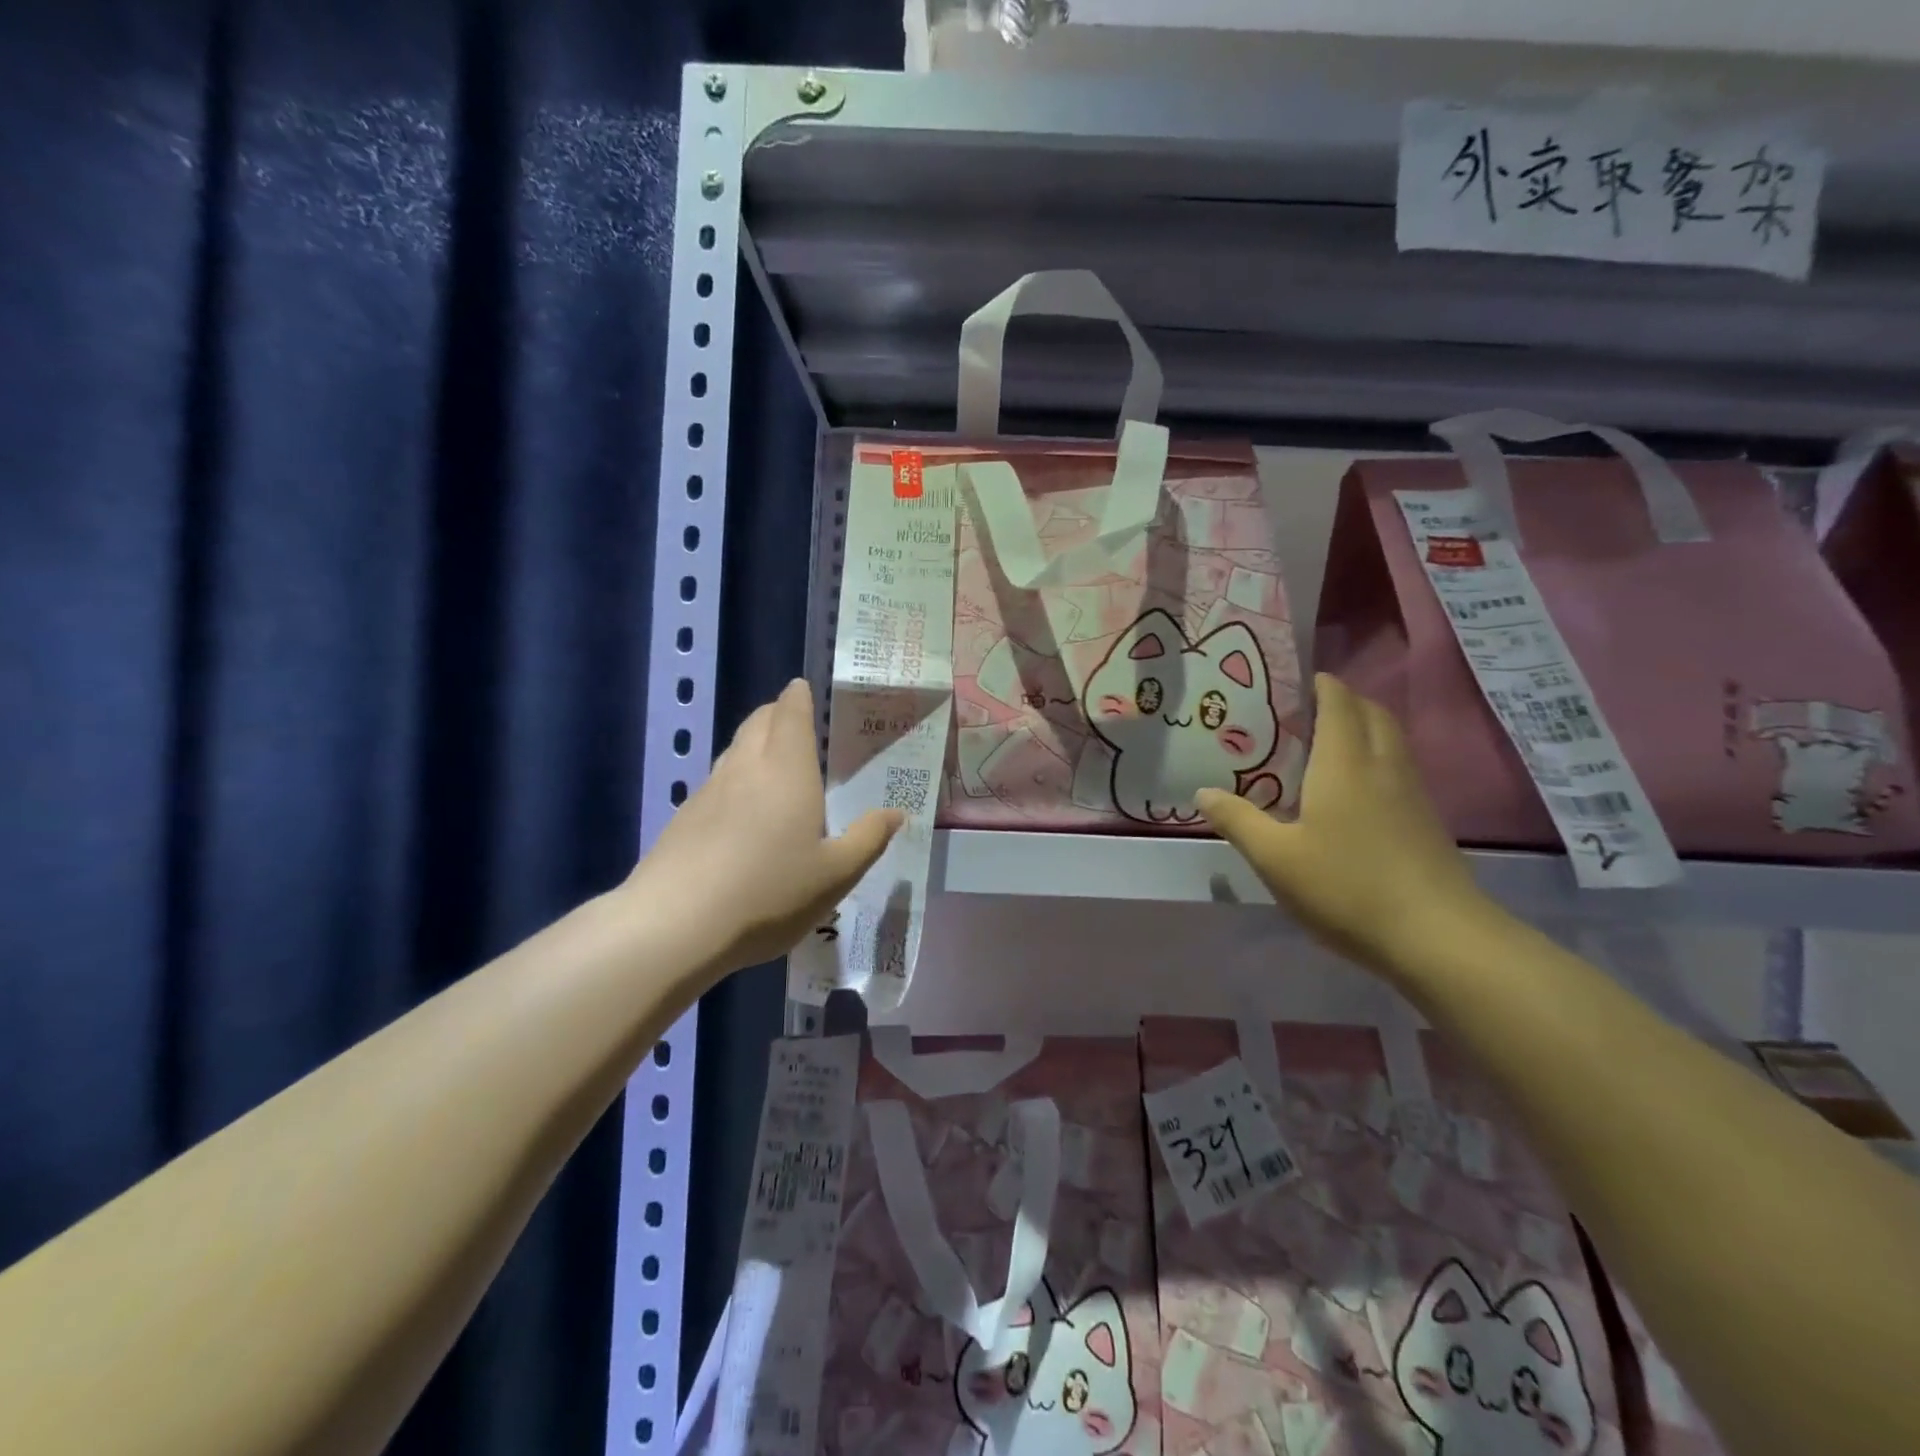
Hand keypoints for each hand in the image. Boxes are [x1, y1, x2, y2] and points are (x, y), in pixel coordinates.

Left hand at [630, 680, 901, 972]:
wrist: (675, 925)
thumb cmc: (769, 892)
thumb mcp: (835, 875)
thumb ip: (867, 839)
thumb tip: (895, 813)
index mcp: (787, 770)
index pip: (790, 712)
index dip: (798, 696)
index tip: (805, 689)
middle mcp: (745, 767)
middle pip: (758, 722)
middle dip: (777, 714)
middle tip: (798, 725)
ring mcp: (708, 791)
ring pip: (734, 751)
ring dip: (755, 745)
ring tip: (775, 766)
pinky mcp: (684, 818)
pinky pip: (716, 783)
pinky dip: (735, 781)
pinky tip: (742, 815)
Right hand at [1198, 674, 1493, 970]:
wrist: (1438, 937)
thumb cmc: (1346, 887)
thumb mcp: (1275, 858)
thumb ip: (1237, 820)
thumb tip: (1203, 792)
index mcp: (1344, 763)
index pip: (1338, 703)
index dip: (1321, 685)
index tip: (1297, 682)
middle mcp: (1383, 767)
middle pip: (1373, 714)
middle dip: (1345, 702)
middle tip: (1308, 712)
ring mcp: (1413, 794)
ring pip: (1392, 742)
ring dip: (1365, 729)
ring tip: (1327, 747)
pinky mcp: (1427, 822)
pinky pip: (1400, 770)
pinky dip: (1377, 761)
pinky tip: (1355, 794)